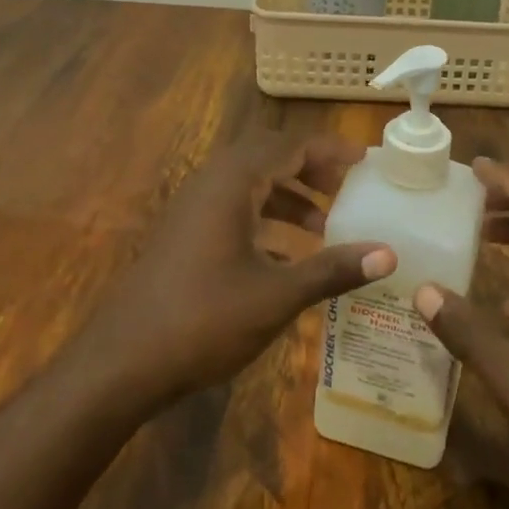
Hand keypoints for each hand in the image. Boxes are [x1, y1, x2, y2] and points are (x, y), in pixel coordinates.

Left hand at [81, 133, 395, 406]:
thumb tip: (388, 254)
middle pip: (269, 156)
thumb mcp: (275, 297)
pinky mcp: (185, 234)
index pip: (291, 145)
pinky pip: (234, 208)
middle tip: (346, 188)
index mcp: (233, 183)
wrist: (120, 363)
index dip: (331, 150)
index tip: (366, 161)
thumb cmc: (202, 320)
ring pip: (250, 183)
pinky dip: (265, 219)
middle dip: (310, 168)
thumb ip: (332, 271)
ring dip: (288, 195)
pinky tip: (286, 257)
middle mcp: (211, 183)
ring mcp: (193, 208)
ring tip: (323, 225)